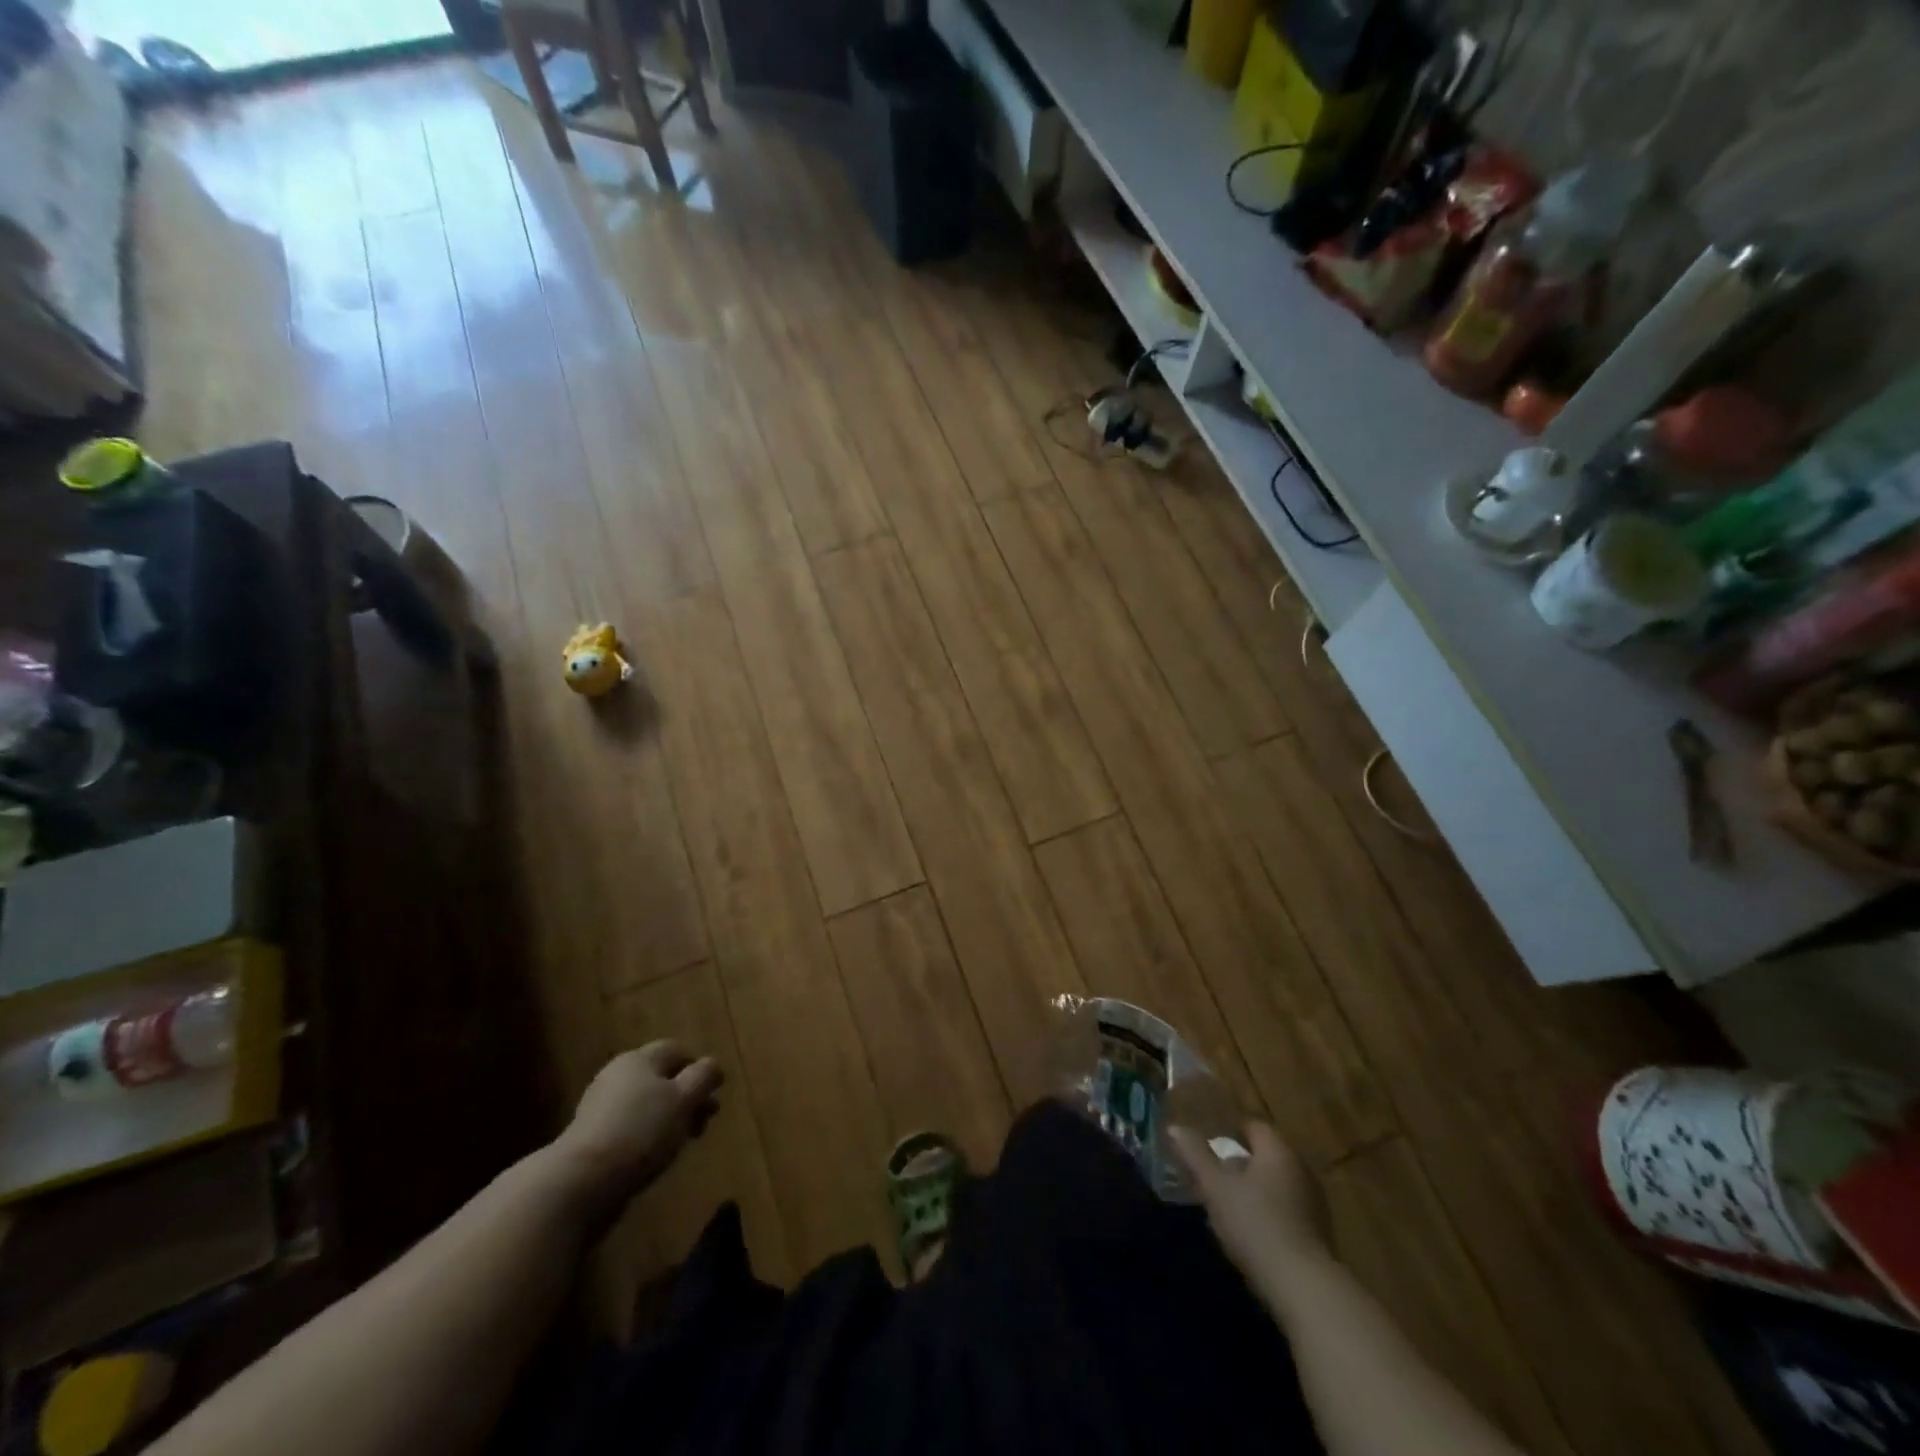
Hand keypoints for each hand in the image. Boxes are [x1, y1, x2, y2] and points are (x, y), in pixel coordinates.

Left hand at [554, 1041, 722, 1206]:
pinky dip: (647, 1136)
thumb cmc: (641, 1131)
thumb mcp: (684, 1099)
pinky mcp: (590, 1138)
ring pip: (646, 1104)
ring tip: (682, 1143)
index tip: (714, 1094)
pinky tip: (654, 1156)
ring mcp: (600, 1107)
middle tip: (704, 1121)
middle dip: (686, 1097)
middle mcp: (618, 1075)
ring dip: (668, 1118)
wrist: (580, 1182)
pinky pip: (629, 1127)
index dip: (699, 1068)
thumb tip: (712, 1065)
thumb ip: (703, 1077)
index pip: (676, 1050)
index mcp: (640, 1059)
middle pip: (661, 1078)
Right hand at [1170, 1122, 1331, 1285]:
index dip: (1229, 1132)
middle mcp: (1301, 1170)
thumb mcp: (1215, 1186)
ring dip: (1253, 1192)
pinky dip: (1268, 1215)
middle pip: (1265, 1157)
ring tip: (1227, 1208)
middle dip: (1239, 1164)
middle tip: (1212, 1177)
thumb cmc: (1255, 1224)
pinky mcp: (1319, 1236)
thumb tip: (1174, 1127)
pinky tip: (1251, 1234)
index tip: (1208, 1145)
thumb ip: (1195, 1154)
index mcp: (1278, 1150)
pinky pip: (1287, 1212)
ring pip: (1276, 1186)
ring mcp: (1314, 1204)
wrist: (1304, 1288)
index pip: (1253, 1126)